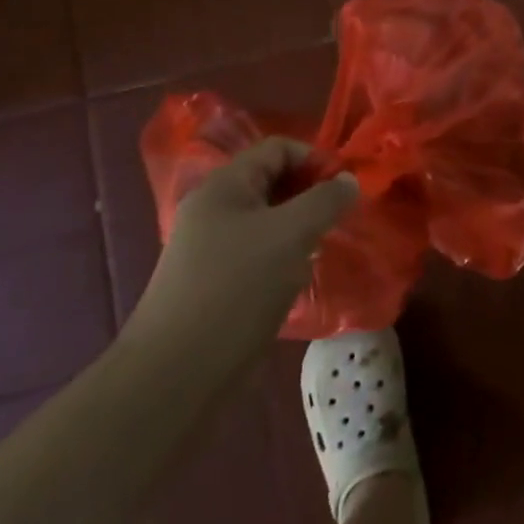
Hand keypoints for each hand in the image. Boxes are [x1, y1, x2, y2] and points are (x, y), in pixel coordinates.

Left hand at [124, 139, 357, 386]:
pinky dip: (282, 257)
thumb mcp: (292, 234)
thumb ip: (326, 200)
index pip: (278, 148)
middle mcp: (213, 209)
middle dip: (310, 195)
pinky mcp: (211, 283)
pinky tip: (297, 280)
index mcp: (224, 186)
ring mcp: (209, 248)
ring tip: (322, 249)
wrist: (174, 375)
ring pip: (267, 221)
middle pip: (272, 182)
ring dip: (299, 229)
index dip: (316, 158)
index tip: (345, 188)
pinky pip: (256, 253)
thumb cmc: (237, 287)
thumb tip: (349, 180)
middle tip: (339, 219)